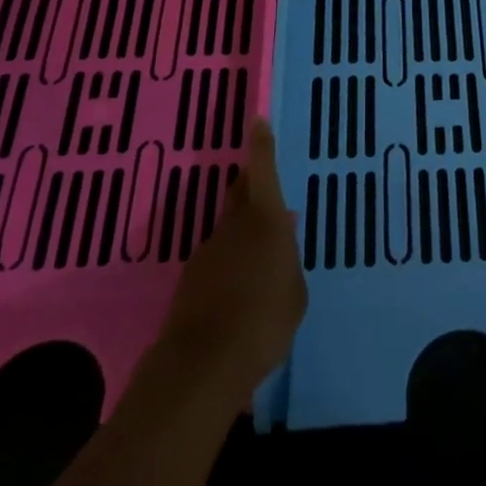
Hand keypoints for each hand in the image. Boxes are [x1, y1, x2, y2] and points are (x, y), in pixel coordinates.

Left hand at [155, 119, 306, 403]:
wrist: (203, 365)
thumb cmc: (265, 320)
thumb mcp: (295, 291)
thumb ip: (289, 258)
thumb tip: (284, 231)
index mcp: (266, 221)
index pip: (263, 171)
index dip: (261, 145)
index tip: (257, 120)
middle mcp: (233, 227)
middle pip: (240, 194)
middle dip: (250, 185)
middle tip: (264, 189)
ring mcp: (207, 252)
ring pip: (229, 229)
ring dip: (242, 234)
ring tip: (259, 259)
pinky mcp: (190, 280)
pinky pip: (217, 260)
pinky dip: (229, 265)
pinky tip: (239, 292)